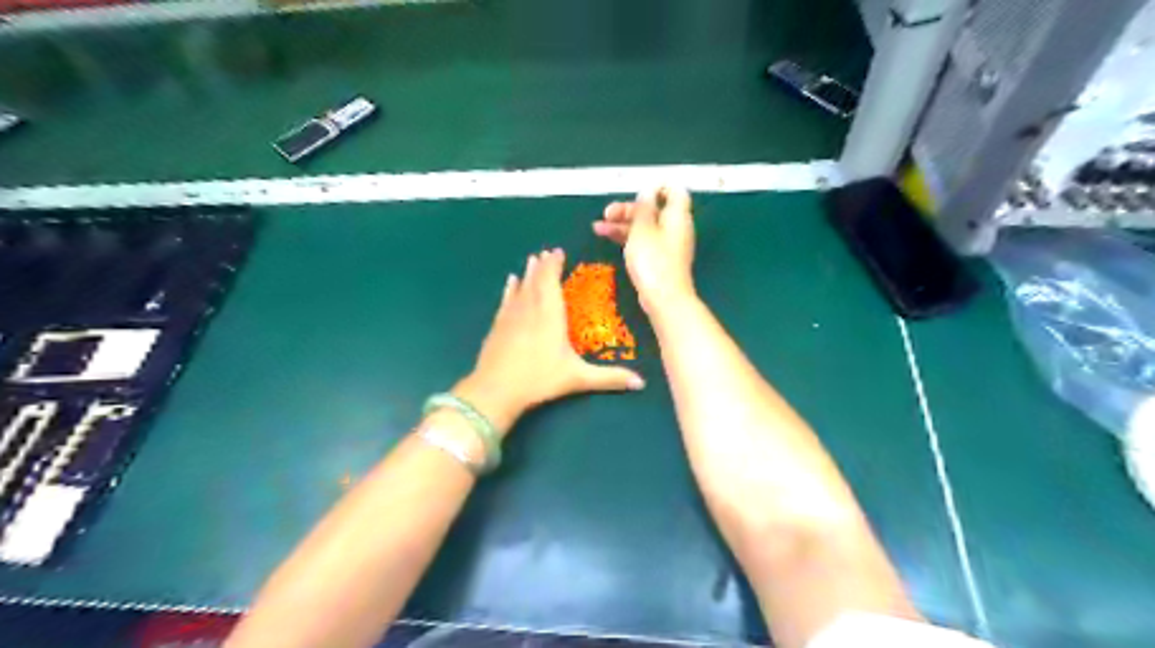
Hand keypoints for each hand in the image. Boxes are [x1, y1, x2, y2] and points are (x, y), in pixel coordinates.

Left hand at [453, 250, 648, 437]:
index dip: (554, 265)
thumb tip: (641, 383)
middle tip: (547, 252)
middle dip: (542, 265)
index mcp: (550, 316)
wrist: (495, 391)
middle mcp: (530, 309)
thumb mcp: (577, 378)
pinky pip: (506, 300)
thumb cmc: (539, 380)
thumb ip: (609, 378)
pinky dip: (510, 288)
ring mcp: (511, 317)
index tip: (558, 252)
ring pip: (521, 287)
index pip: (551, 282)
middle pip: (536, 280)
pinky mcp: (498, 326)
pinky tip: (510, 281)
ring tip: (532, 259)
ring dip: (528, 273)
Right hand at [594, 186, 693, 315]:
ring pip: (645, 227)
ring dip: (623, 224)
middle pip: (654, 210)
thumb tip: (648, 189)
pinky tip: (608, 238)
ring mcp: (668, 245)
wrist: (663, 299)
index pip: (675, 191)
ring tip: (598, 227)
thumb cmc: (653, 260)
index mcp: (677, 216)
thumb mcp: (643, 229)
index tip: (636, 191)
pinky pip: (644, 241)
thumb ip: (644, 208)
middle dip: (629, 209)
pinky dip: (628, 238)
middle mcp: (675, 228)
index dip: (657, 187)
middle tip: (607, 213)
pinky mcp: (659, 260)